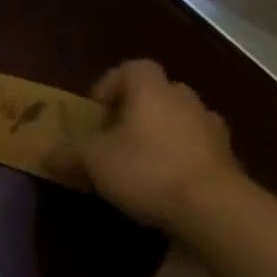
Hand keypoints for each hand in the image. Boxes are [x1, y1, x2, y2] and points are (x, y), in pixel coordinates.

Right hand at [56, 59, 246, 232]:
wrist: (215, 209)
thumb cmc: (146, 169)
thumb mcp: (91, 160)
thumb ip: (67, 153)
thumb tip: (46, 155)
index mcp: (151, 93)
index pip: (134, 68)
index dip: (111, 83)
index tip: (97, 109)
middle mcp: (185, 103)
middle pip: (160, 92)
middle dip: (138, 108)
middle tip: (117, 133)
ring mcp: (213, 131)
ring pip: (183, 119)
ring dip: (164, 132)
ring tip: (142, 158)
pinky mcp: (230, 161)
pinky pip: (199, 148)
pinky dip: (183, 157)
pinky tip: (166, 181)